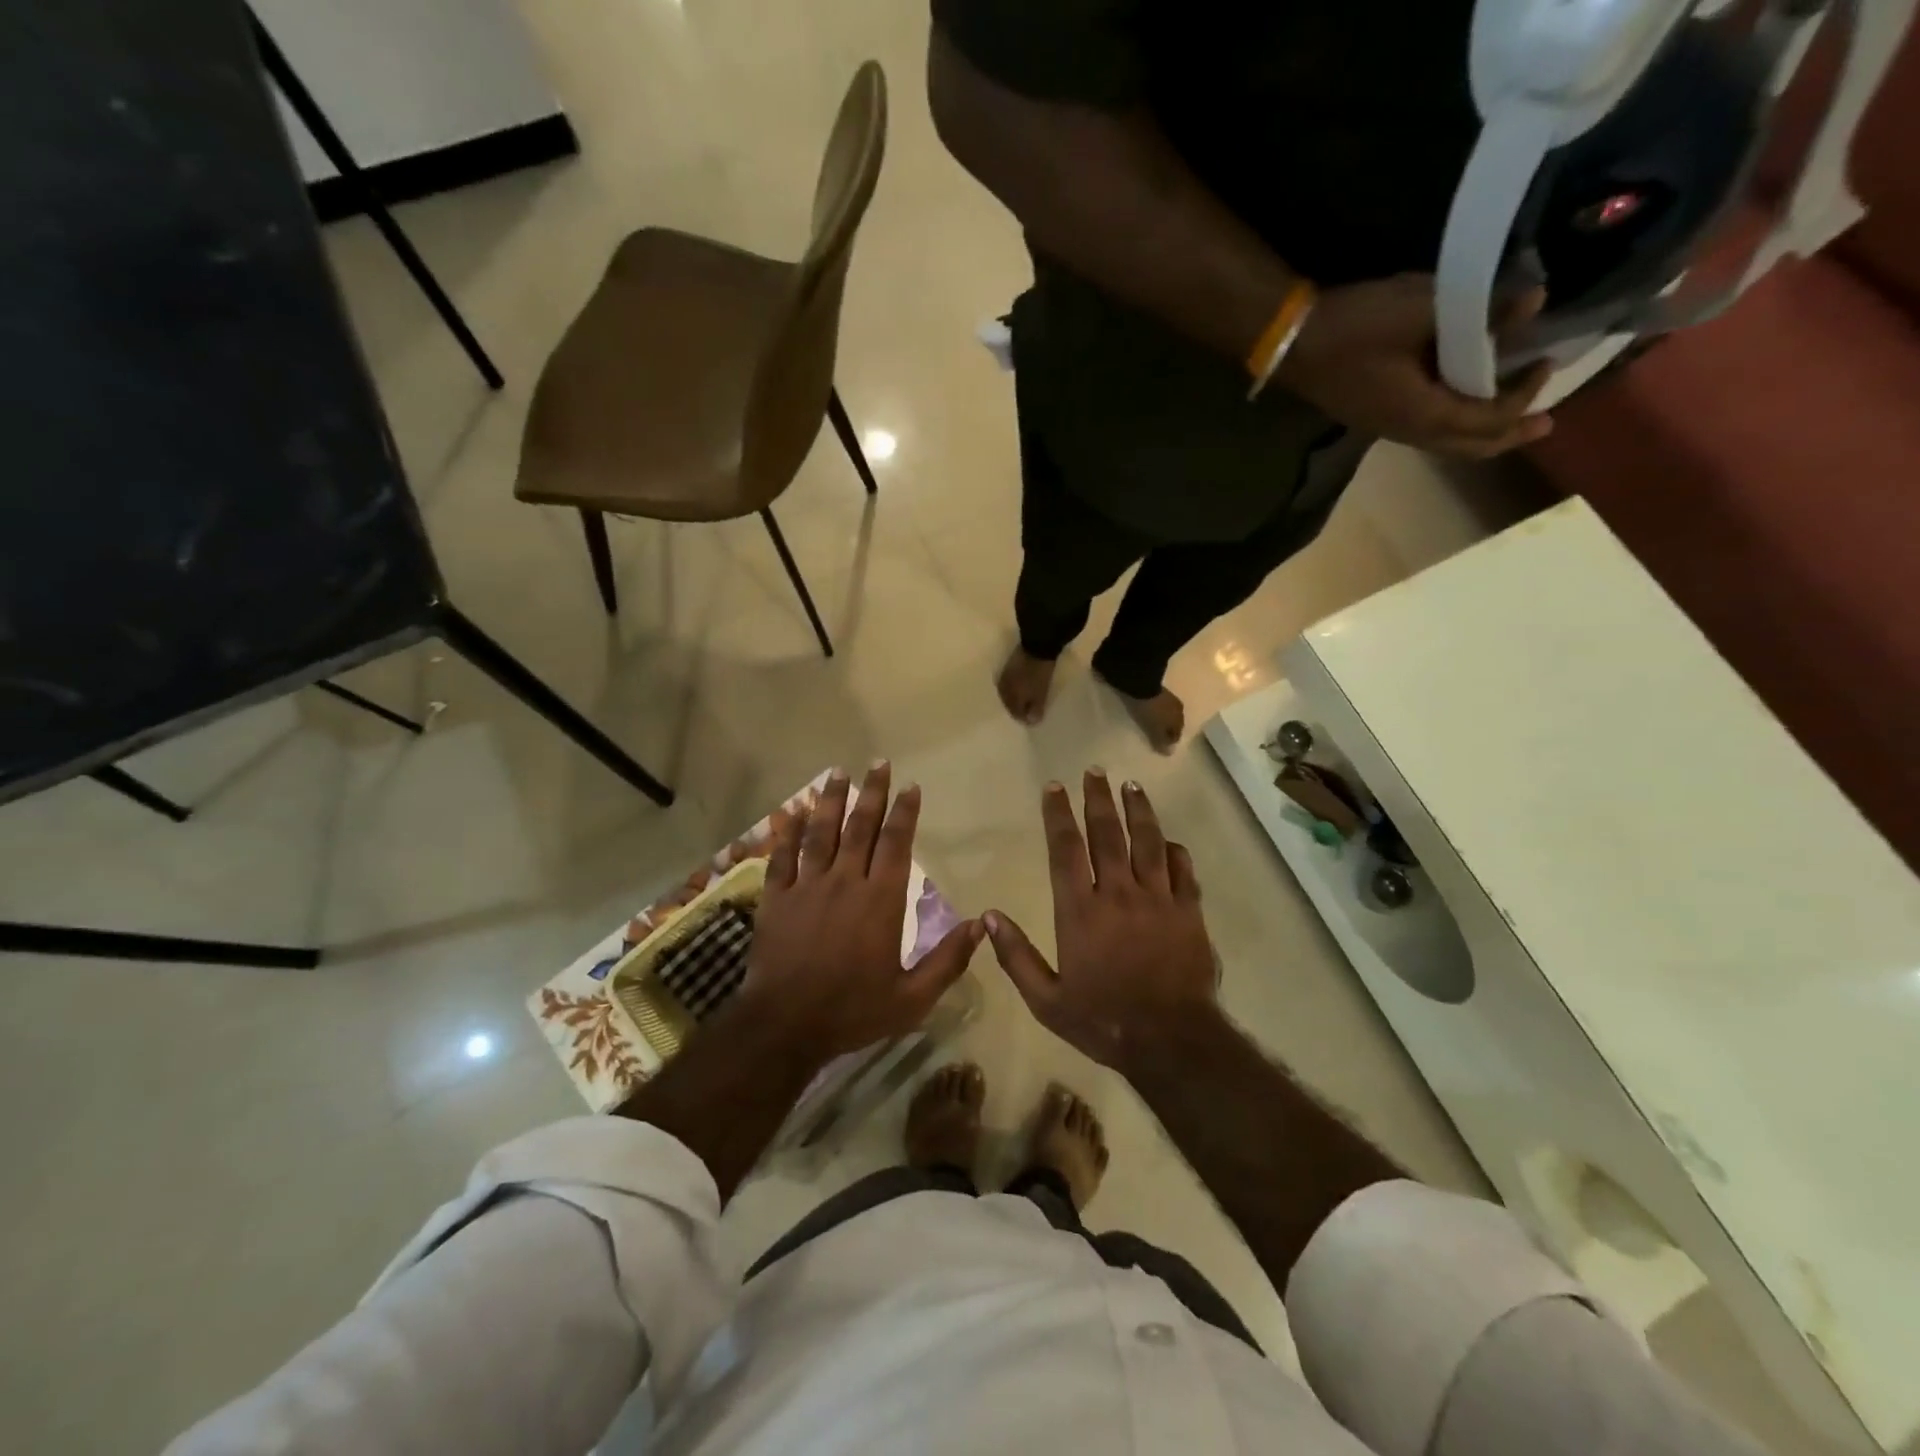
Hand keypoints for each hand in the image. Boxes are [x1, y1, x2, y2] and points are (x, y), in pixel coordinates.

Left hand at [738, 763, 983, 1061]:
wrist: (785, 1026)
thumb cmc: (853, 1011)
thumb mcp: (913, 998)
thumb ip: (948, 960)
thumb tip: (982, 925)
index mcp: (880, 900)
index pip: (896, 843)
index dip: (904, 812)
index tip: (910, 786)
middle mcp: (844, 882)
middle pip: (860, 827)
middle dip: (871, 793)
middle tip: (878, 763)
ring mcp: (806, 887)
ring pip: (820, 833)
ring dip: (830, 800)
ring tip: (838, 772)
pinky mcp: (776, 899)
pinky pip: (782, 857)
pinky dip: (786, 832)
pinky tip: (791, 812)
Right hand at [985, 771, 1219, 1071]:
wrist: (1170, 1040)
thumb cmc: (1102, 1019)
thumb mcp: (1047, 1000)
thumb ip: (1016, 957)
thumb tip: (989, 917)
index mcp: (1079, 910)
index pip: (1066, 848)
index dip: (1059, 814)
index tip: (1054, 787)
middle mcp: (1117, 893)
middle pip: (1107, 834)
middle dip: (1098, 799)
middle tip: (1094, 771)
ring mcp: (1157, 899)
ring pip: (1147, 842)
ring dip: (1138, 811)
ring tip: (1132, 786)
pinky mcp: (1188, 912)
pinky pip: (1182, 870)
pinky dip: (1175, 850)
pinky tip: (1168, 839)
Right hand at [1276, 274, 1551, 458]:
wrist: (1292, 344)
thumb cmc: (1355, 329)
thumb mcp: (1421, 309)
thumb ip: (1481, 308)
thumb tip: (1535, 299)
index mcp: (1423, 412)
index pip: (1486, 419)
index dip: (1522, 397)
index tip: (1546, 360)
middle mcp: (1408, 431)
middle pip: (1467, 446)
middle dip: (1506, 436)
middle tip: (1543, 424)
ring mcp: (1388, 428)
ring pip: (1446, 443)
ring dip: (1481, 433)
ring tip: (1508, 418)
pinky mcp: (1376, 416)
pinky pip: (1429, 432)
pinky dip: (1457, 424)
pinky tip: (1462, 404)